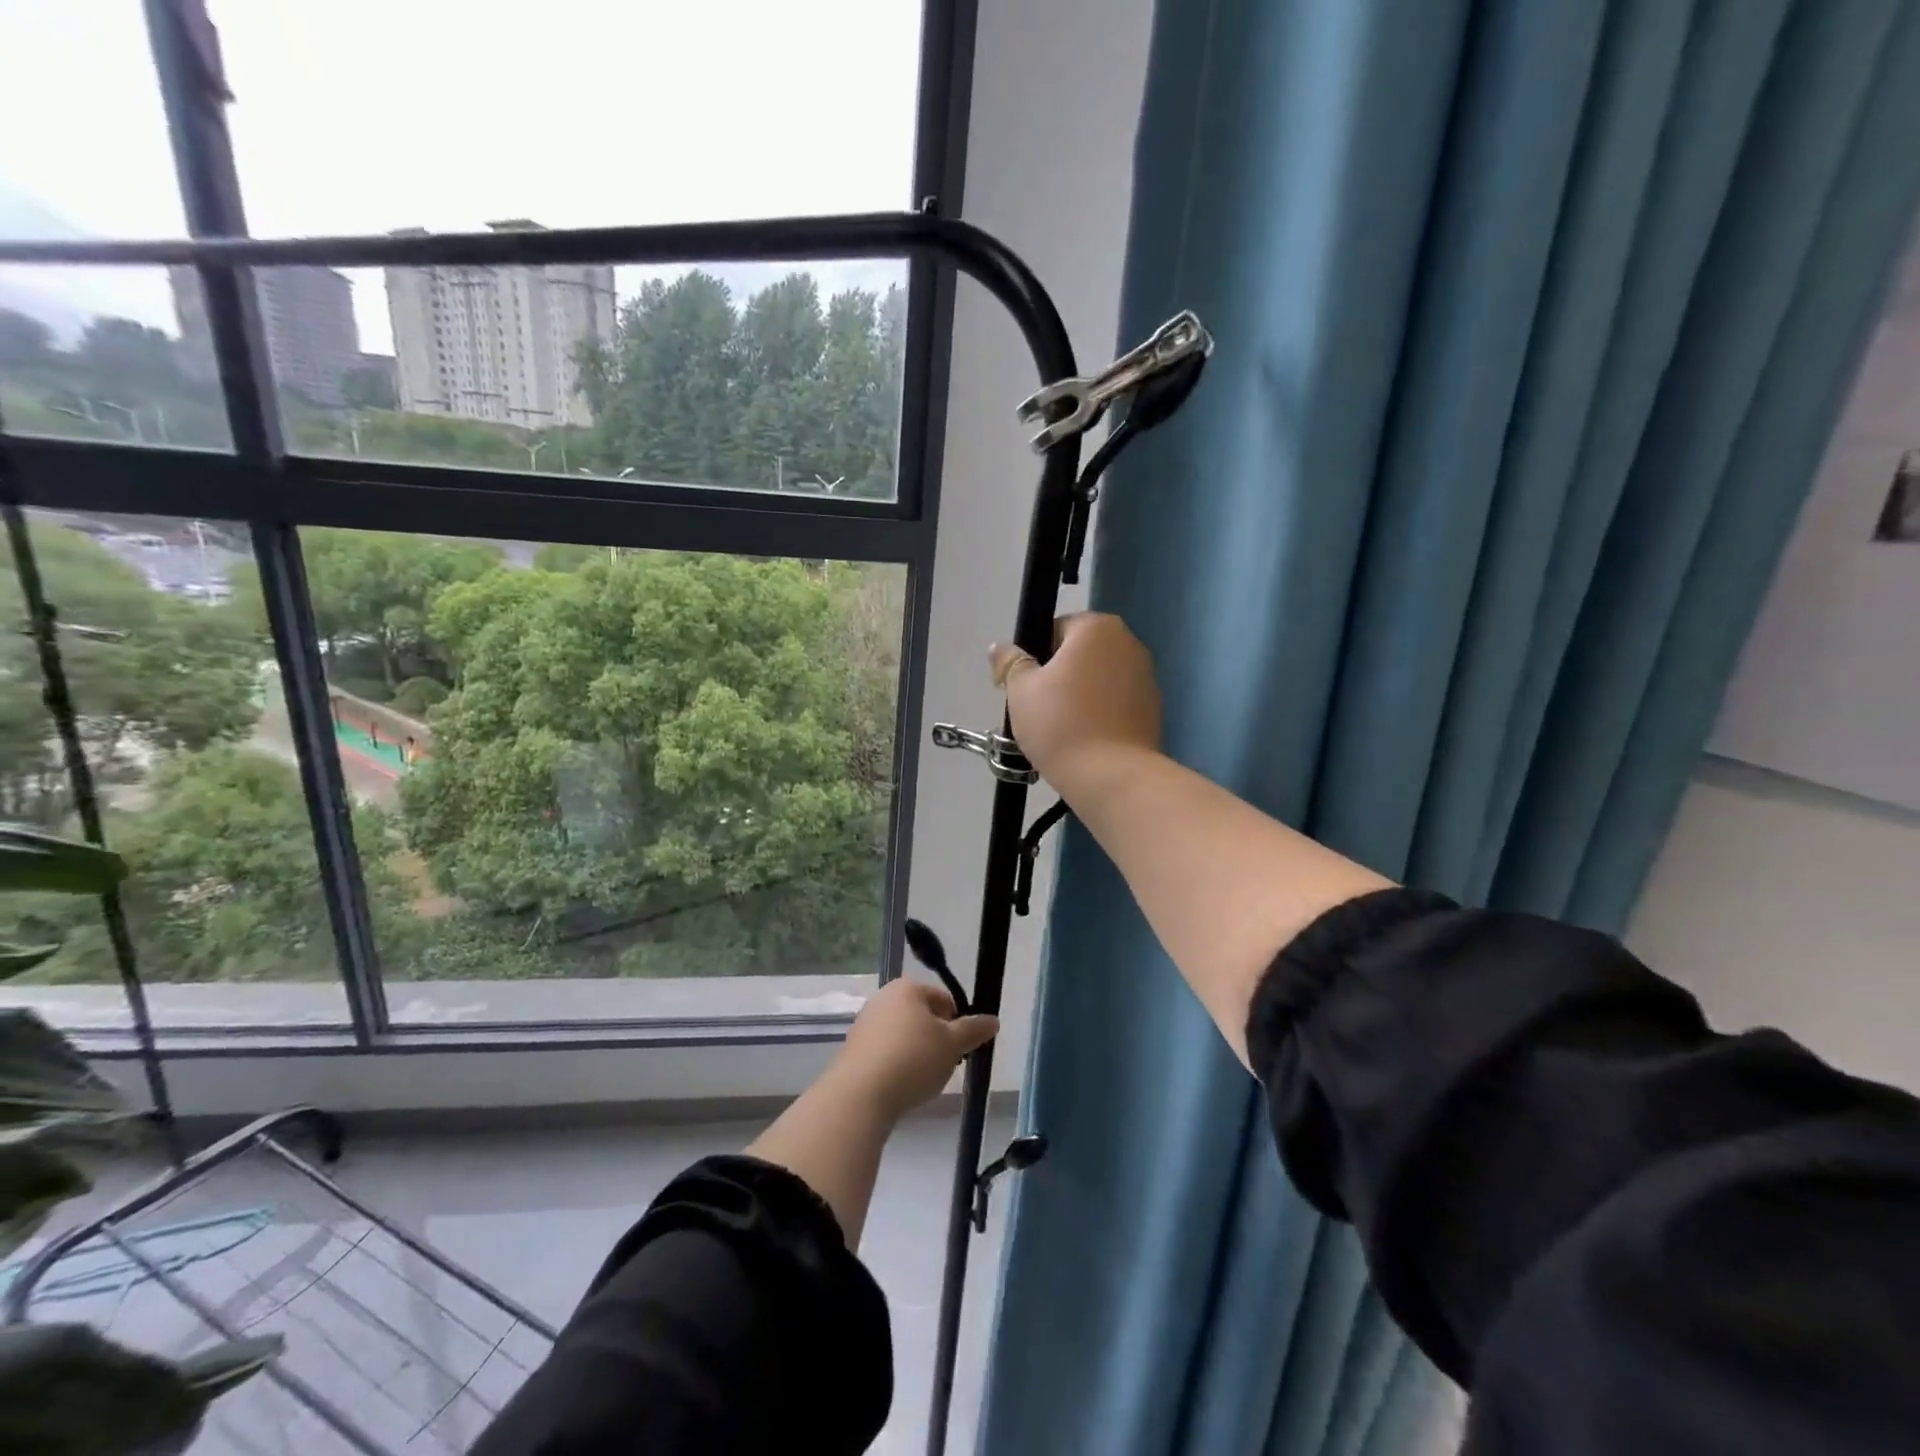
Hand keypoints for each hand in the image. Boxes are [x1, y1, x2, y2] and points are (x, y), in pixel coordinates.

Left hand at [832, 978, 998, 1121]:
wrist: (860, 1094)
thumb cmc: (913, 1060)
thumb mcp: (953, 1045)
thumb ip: (974, 1030)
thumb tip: (993, 1020)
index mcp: (908, 988)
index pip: (944, 1000)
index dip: (958, 1025)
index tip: (959, 1050)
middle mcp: (883, 997)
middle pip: (922, 1016)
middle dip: (936, 1039)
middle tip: (943, 1065)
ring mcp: (865, 1022)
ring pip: (903, 1034)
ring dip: (916, 1052)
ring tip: (921, 1079)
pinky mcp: (853, 1047)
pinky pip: (885, 1051)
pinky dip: (896, 1064)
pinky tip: (899, 1085)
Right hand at [990, 613, 1162, 794]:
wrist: (1111, 777)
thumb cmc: (1060, 724)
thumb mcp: (1020, 691)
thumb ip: (1010, 662)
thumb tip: (1001, 647)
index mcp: (1097, 627)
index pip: (1055, 629)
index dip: (1034, 657)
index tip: (1024, 688)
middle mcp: (1128, 643)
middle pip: (1080, 654)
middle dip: (1059, 676)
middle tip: (1038, 710)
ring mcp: (1146, 676)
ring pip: (1098, 680)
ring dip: (1080, 696)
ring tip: (1062, 731)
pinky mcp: (1153, 709)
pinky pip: (1115, 703)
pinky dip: (1100, 714)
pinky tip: (1085, 740)